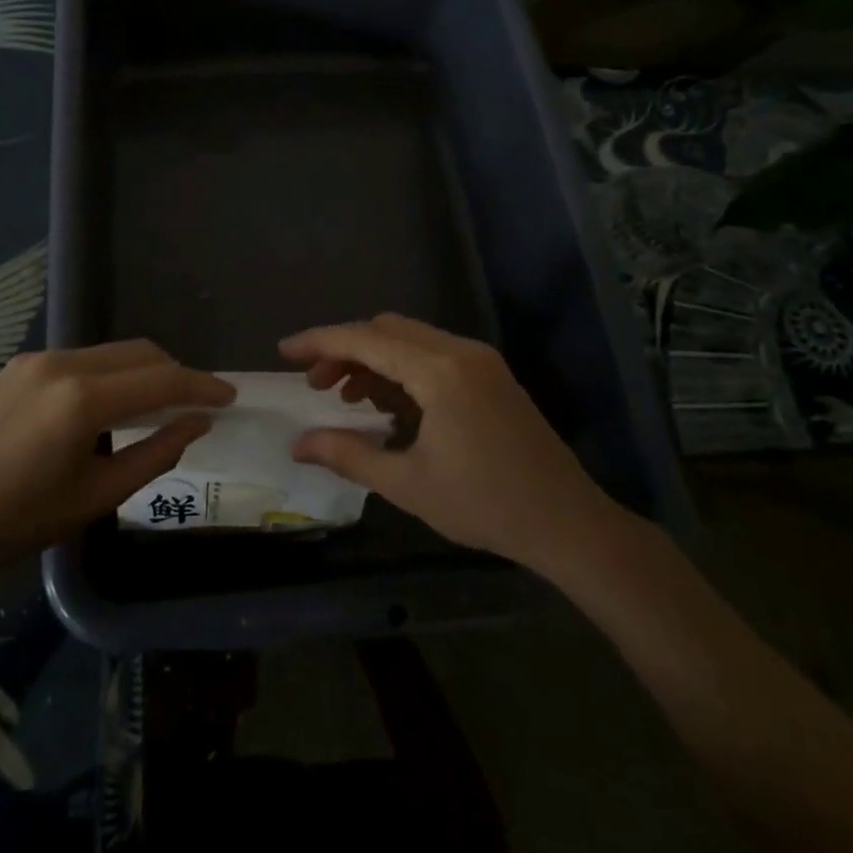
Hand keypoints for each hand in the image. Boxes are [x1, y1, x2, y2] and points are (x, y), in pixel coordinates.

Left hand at [0, 340, 234, 567]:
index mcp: (82, 398)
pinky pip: (82, 359)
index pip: (161, 380)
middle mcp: (61, 363)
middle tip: (198, 404)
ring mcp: (35, 359)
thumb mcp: (99, 495)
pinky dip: (110, 374)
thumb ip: (157, 453)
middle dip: (175, 374)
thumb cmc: (20, 522)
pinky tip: (111, 405)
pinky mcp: (18, 365)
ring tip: (158, 406)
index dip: (201, 386)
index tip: (230, 396)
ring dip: (143, 372)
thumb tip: (197, 423)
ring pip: (111, 353)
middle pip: (140, 353)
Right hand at [280, 314, 621, 573]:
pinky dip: (400, 367)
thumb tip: (298, 445)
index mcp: (439, 371)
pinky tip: (387, 403)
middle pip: (386, 329)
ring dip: (371, 357)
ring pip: (409, 338)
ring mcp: (479, 360)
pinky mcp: (490, 374)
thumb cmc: (485, 505)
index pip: (365, 339)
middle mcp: (460, 351)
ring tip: (345, 397)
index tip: (283, 352)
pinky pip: (432, 353)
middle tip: (315, 386)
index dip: (319, 342)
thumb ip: (347, 456)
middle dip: (344, 349)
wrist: (568, 523)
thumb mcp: (407, 484)